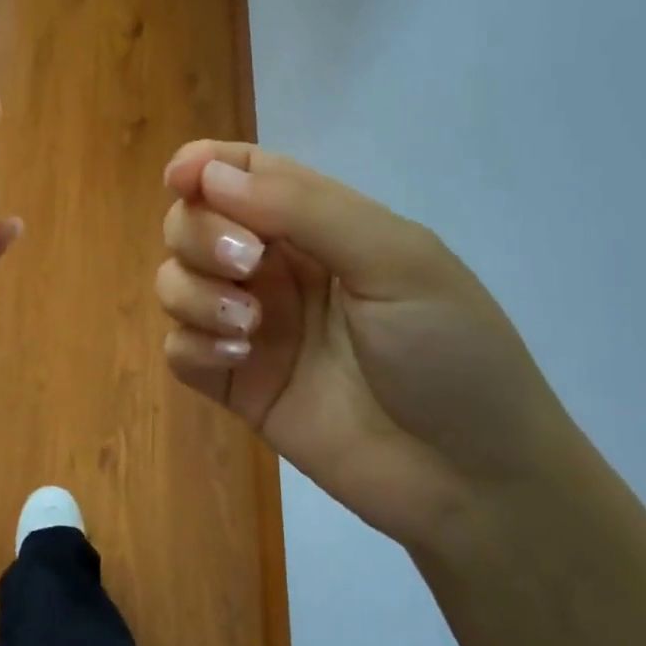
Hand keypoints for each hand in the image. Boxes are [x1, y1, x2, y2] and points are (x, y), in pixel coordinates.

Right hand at [156, 141, 575, 551]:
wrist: (469, 479)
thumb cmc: (449, 350)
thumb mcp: (395, 260)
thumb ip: (303, 208)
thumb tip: (208, 171)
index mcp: (318, 225)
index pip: (243, 172)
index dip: (203, 166)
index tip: (181, 179)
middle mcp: (277, 267)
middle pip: (194, 221)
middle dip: (202, 234)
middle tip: (247, 265)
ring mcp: (252, 325)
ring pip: (176, 280)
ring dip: (195, 292)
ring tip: (248, 328)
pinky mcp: (236, 383)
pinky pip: (178, 347)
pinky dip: (193, 343)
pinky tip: (239, 360)